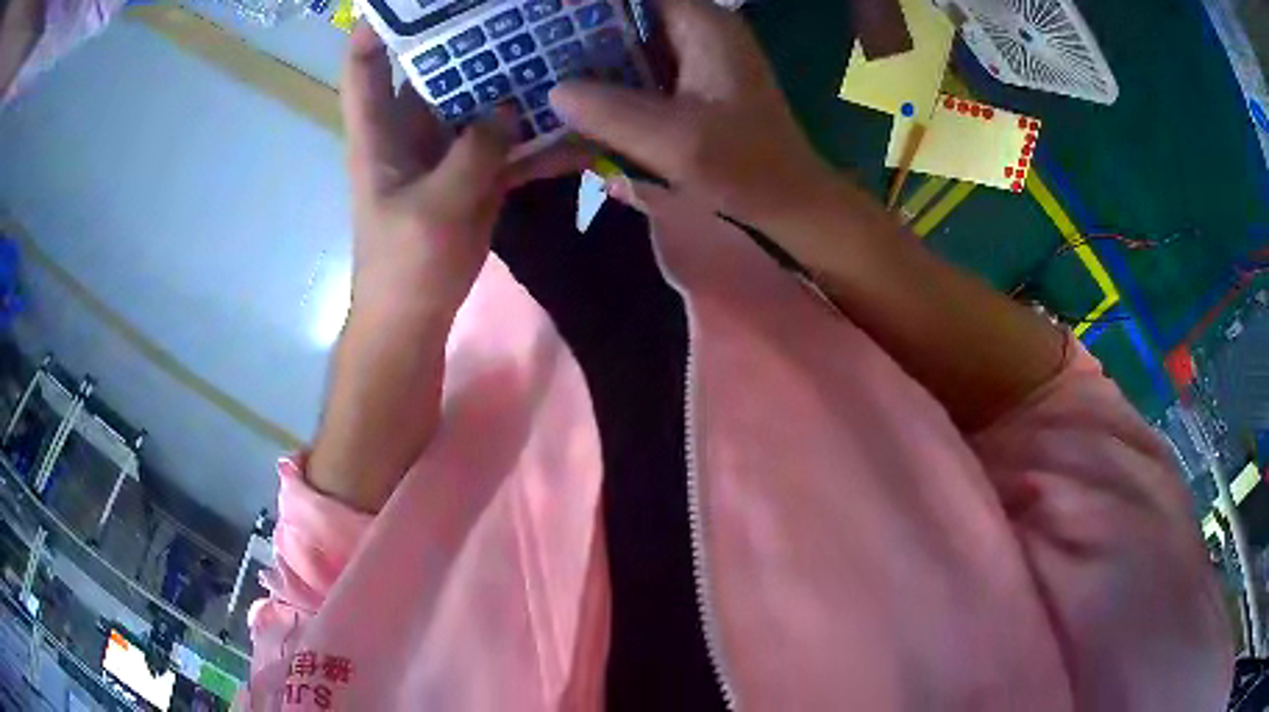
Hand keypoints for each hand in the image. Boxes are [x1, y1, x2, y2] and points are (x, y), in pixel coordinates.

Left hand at [308, 26, 517, 512]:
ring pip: (472, 98)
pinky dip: (528, 128)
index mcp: (379, 132)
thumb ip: (474, 152)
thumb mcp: (436, 207)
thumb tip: (509, 107)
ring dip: (504, 74)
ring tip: (547, 42)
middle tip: (509, 9)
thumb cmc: (405, 268)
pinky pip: (501, 138)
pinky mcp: (471, 173)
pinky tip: (566, 115)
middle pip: (430, 66)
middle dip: (464, 34)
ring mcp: (443, 150)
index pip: (365, 63)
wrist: (413, 322)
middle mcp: (408, 129)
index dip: (379, 23)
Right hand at [546, 0, 837, 229]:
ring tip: (537, 76)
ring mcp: (692, 60)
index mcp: (702, 25)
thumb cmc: (748, 169)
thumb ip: (612, 113)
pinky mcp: (687, 88)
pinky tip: (571, 110)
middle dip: (577, 31)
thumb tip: (555, 91)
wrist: (789, 204)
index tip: (544, 15)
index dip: (588, 3)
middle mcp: (697, 32)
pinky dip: (605, 89)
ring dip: (585, 62)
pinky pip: (635, 75)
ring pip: (625, 45)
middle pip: (625, 15)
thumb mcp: (677, 141)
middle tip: (530, 49)